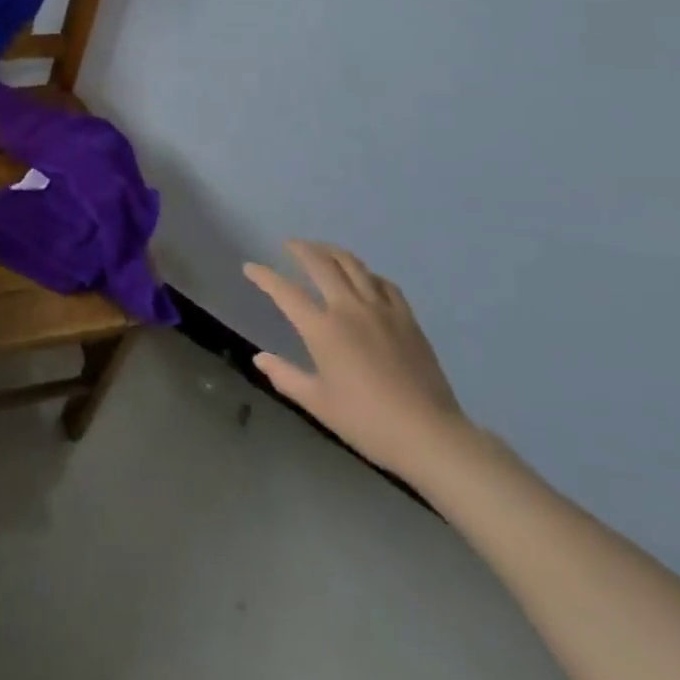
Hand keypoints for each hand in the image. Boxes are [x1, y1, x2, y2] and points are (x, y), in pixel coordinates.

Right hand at [244, 241, 473, 483]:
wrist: (428, 435)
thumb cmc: (366, 422)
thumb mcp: (318, 403)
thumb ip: (285, 376)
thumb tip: (259, 358)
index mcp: (323, 329)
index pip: (286, 292)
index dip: (264, 276)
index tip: (250, 267)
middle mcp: (349, 308)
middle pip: (321, 264)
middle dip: (301, 249)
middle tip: (289, 245)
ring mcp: (381, 309)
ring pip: (353, 265)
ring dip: (332, 252)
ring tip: (322, 250)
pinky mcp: (406, 318)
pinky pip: (384, 284)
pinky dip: (367, 274)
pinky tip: (365, 279)